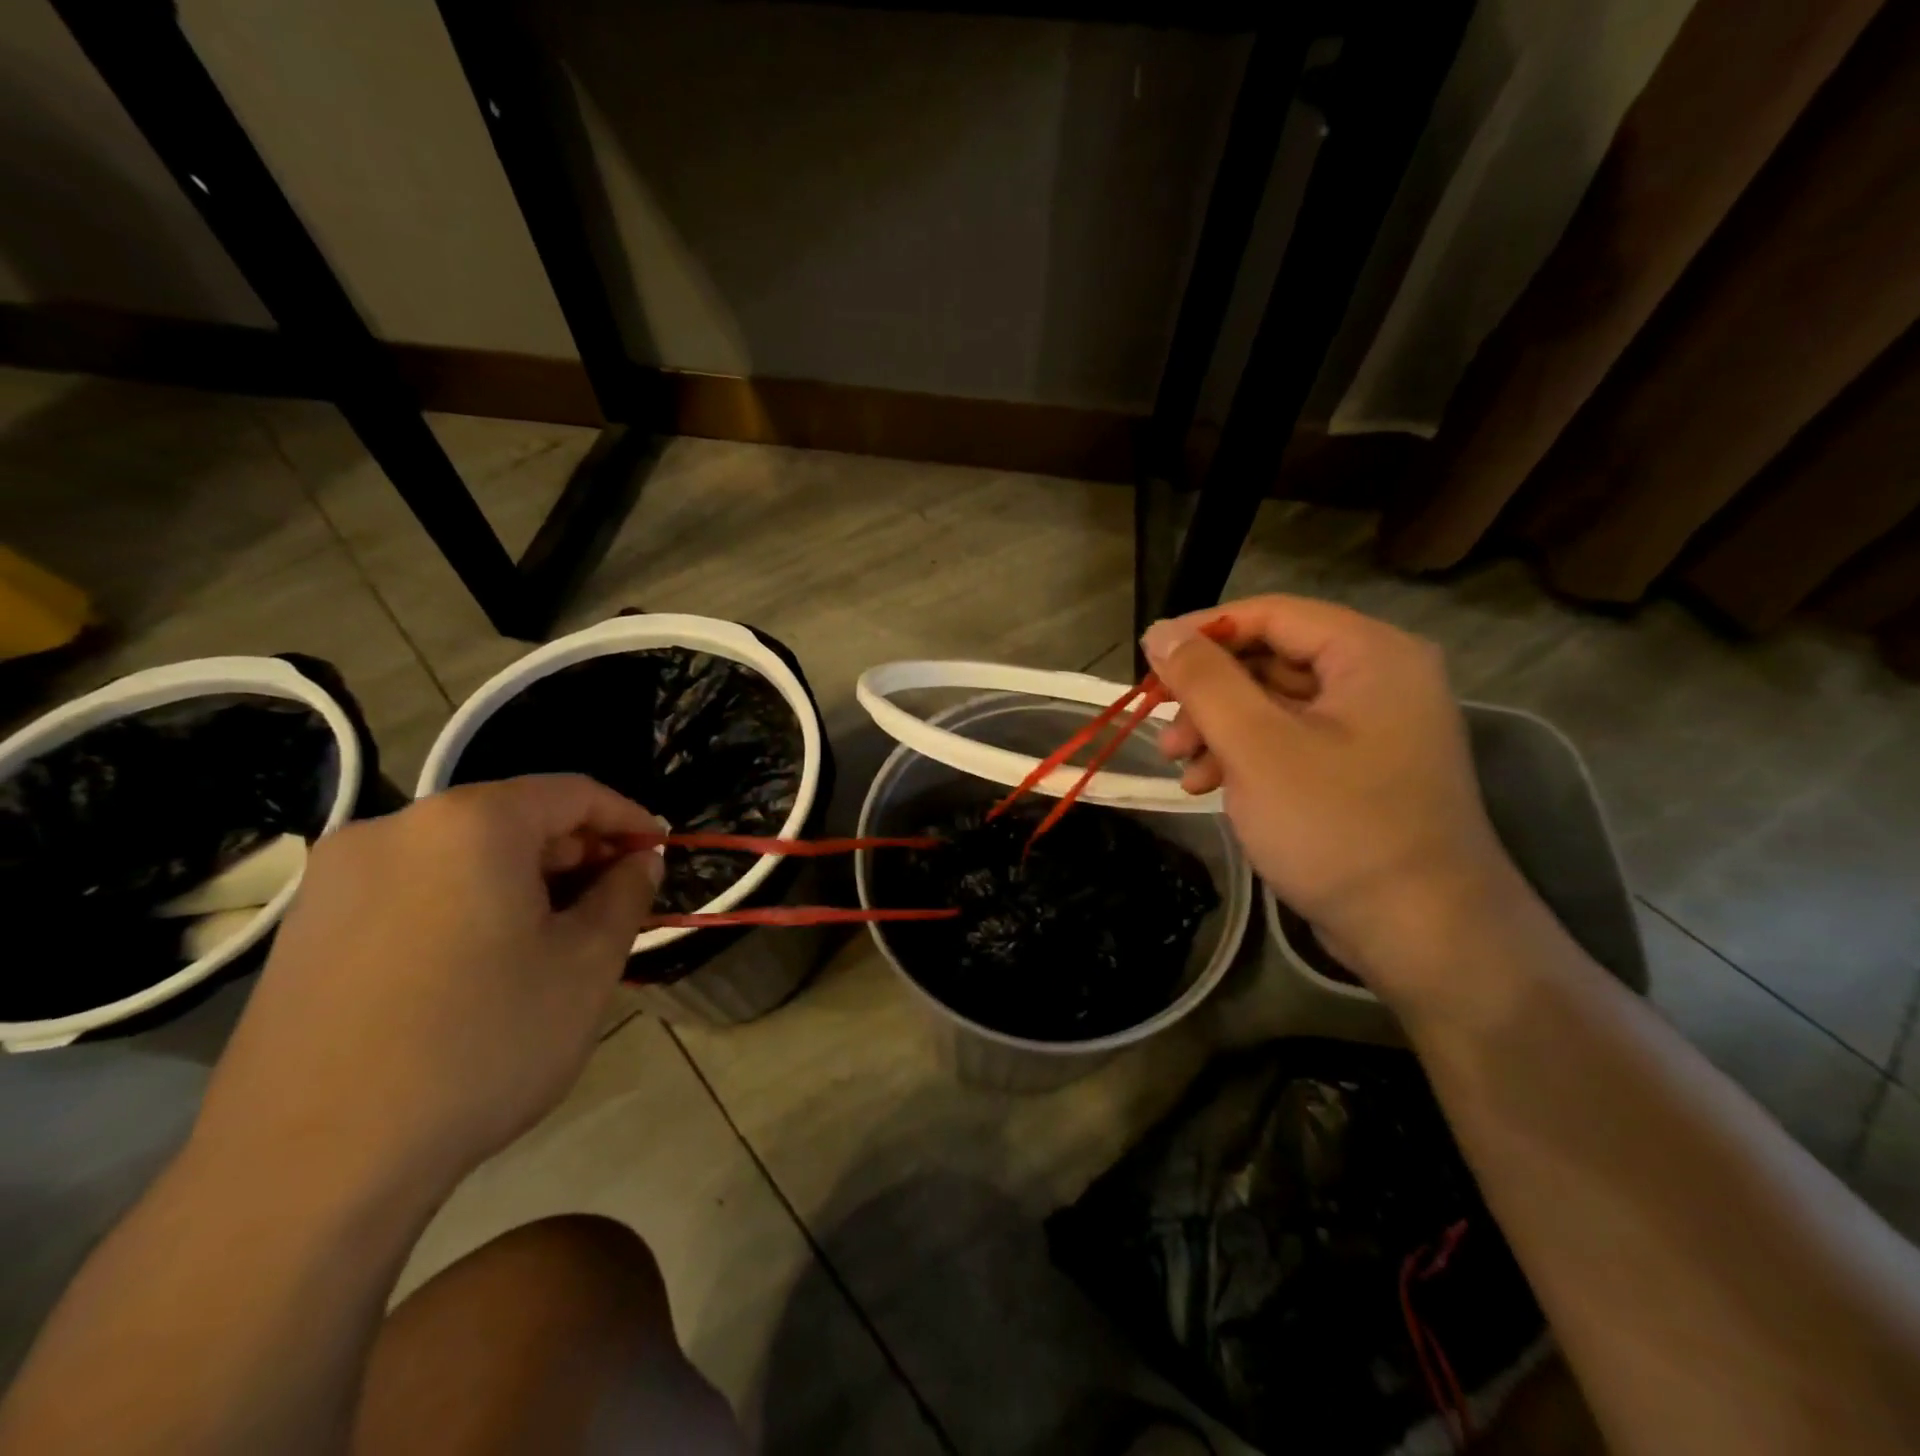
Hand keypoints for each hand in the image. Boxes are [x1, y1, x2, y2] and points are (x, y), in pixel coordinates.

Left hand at [193, 775, 662, 1195]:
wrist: (308, 1170)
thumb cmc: (481, 1045)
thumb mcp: (586, 965)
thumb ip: (626, 894)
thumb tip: (639, 860)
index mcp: (469, 824)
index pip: (572, 792)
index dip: (628, 818)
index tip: (659, 853)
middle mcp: (395, 830)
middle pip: (512, 819)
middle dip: (575, 854)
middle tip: (613, 902)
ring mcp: (337, 880)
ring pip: (461, 857)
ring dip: (523, 882)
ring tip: (555, 938)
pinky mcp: (304, 931)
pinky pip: (413, 891)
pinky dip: (467, 905)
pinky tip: (483, 966)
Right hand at [1145, 596, 1524, 1007]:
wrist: (1423, 934)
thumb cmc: (1337, 826)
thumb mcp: (1256, 746)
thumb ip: (1204, 680)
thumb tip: (1160, 630)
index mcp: (1369, 654)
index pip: (1271, 614)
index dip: (1203, 632)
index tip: (1148, 660)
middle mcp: (1377, 678)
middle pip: (1270, 659)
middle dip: (1208, 694)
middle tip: (1162, 728)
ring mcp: (1371, 727)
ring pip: (1273, 704)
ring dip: (1218, 729)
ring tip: (1179, 767)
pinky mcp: (1358, 769)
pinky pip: (1289, 740)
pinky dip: (1245, 757)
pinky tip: (1207, 786)